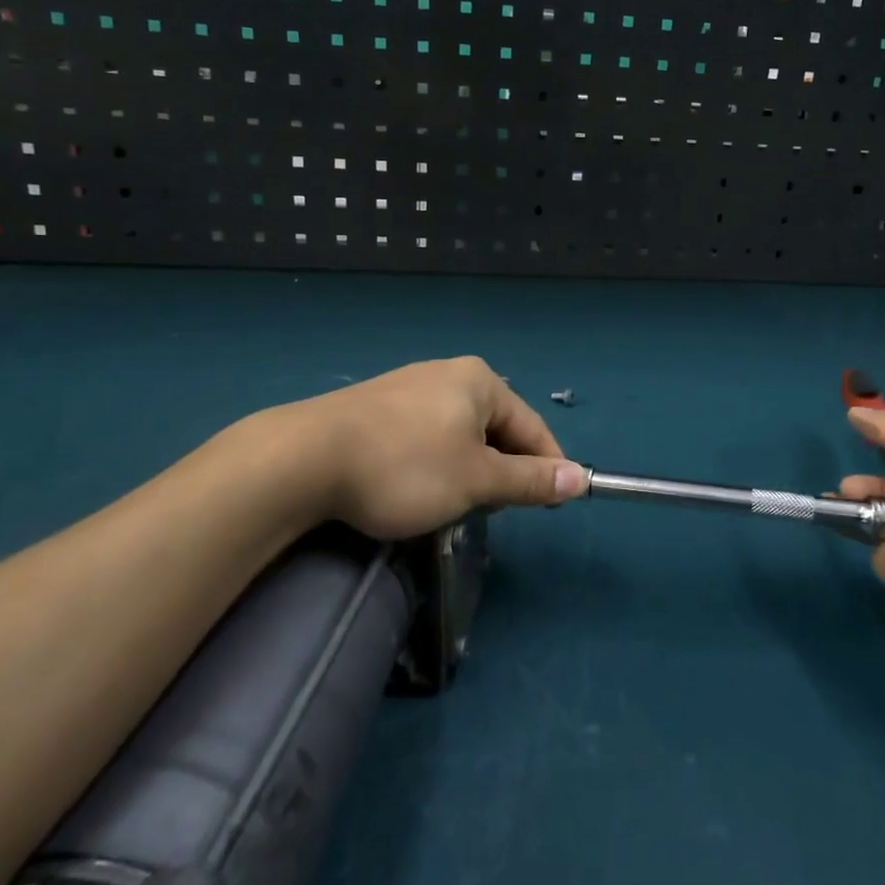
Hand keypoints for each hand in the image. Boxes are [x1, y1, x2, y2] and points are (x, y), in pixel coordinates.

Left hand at [241, 356, 587, 542]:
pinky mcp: (376, 406)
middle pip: (496, 429)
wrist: (303, 458)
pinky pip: (425, 436)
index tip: (553, 506)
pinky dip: (433, 464)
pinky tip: (412, 487)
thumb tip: (581, 478)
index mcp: (480, 381)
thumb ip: (531, 480)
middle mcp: (448, 374)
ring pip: (459, 435)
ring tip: (449, 503)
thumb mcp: (477, 481)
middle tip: (488, 510)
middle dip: (500, 471)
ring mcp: (408, 387)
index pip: (532, 427)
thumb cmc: (405, 467)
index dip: (547, 468)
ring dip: (467, 471)